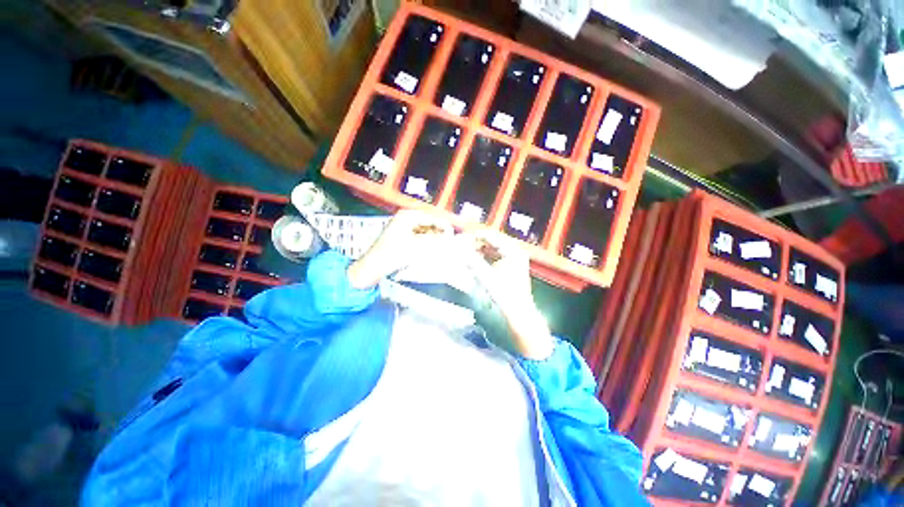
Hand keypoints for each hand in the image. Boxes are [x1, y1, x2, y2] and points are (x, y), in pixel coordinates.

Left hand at [347, 210, 452, 289]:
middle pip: (429, 223)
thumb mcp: (416, 247)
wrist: (372, 268)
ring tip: (441, 247)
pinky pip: (418, 236)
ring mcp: (402, 227)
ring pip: (424, 230)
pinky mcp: (401, 236)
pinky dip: (425, 242)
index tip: (453, 236)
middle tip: (448, 243)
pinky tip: (430, 250)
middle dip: (439, 233)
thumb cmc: (392, 255)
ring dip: (433, 238)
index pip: (432, 217)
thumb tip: (450, 238)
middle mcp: (405, 218)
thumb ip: (435, 241)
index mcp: (407, 216)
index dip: (444, 226)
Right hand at [458, 230, 553, 359]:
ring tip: (464, 254)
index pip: (491, 236)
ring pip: (492, 250)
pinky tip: (474, 262)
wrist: (518, 314)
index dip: (474, 236)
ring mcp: (514, 259)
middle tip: (460, 246)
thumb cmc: (504, 294)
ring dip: (479, 251)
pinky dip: (484, 258)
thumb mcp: (486, 276)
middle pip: (492, 242)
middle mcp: (515, 251)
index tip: (460, 239)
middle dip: (475, 244)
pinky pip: (494, 257)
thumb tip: (458, 248)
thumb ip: (472, 260)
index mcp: (513, 250)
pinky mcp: (510, 267)